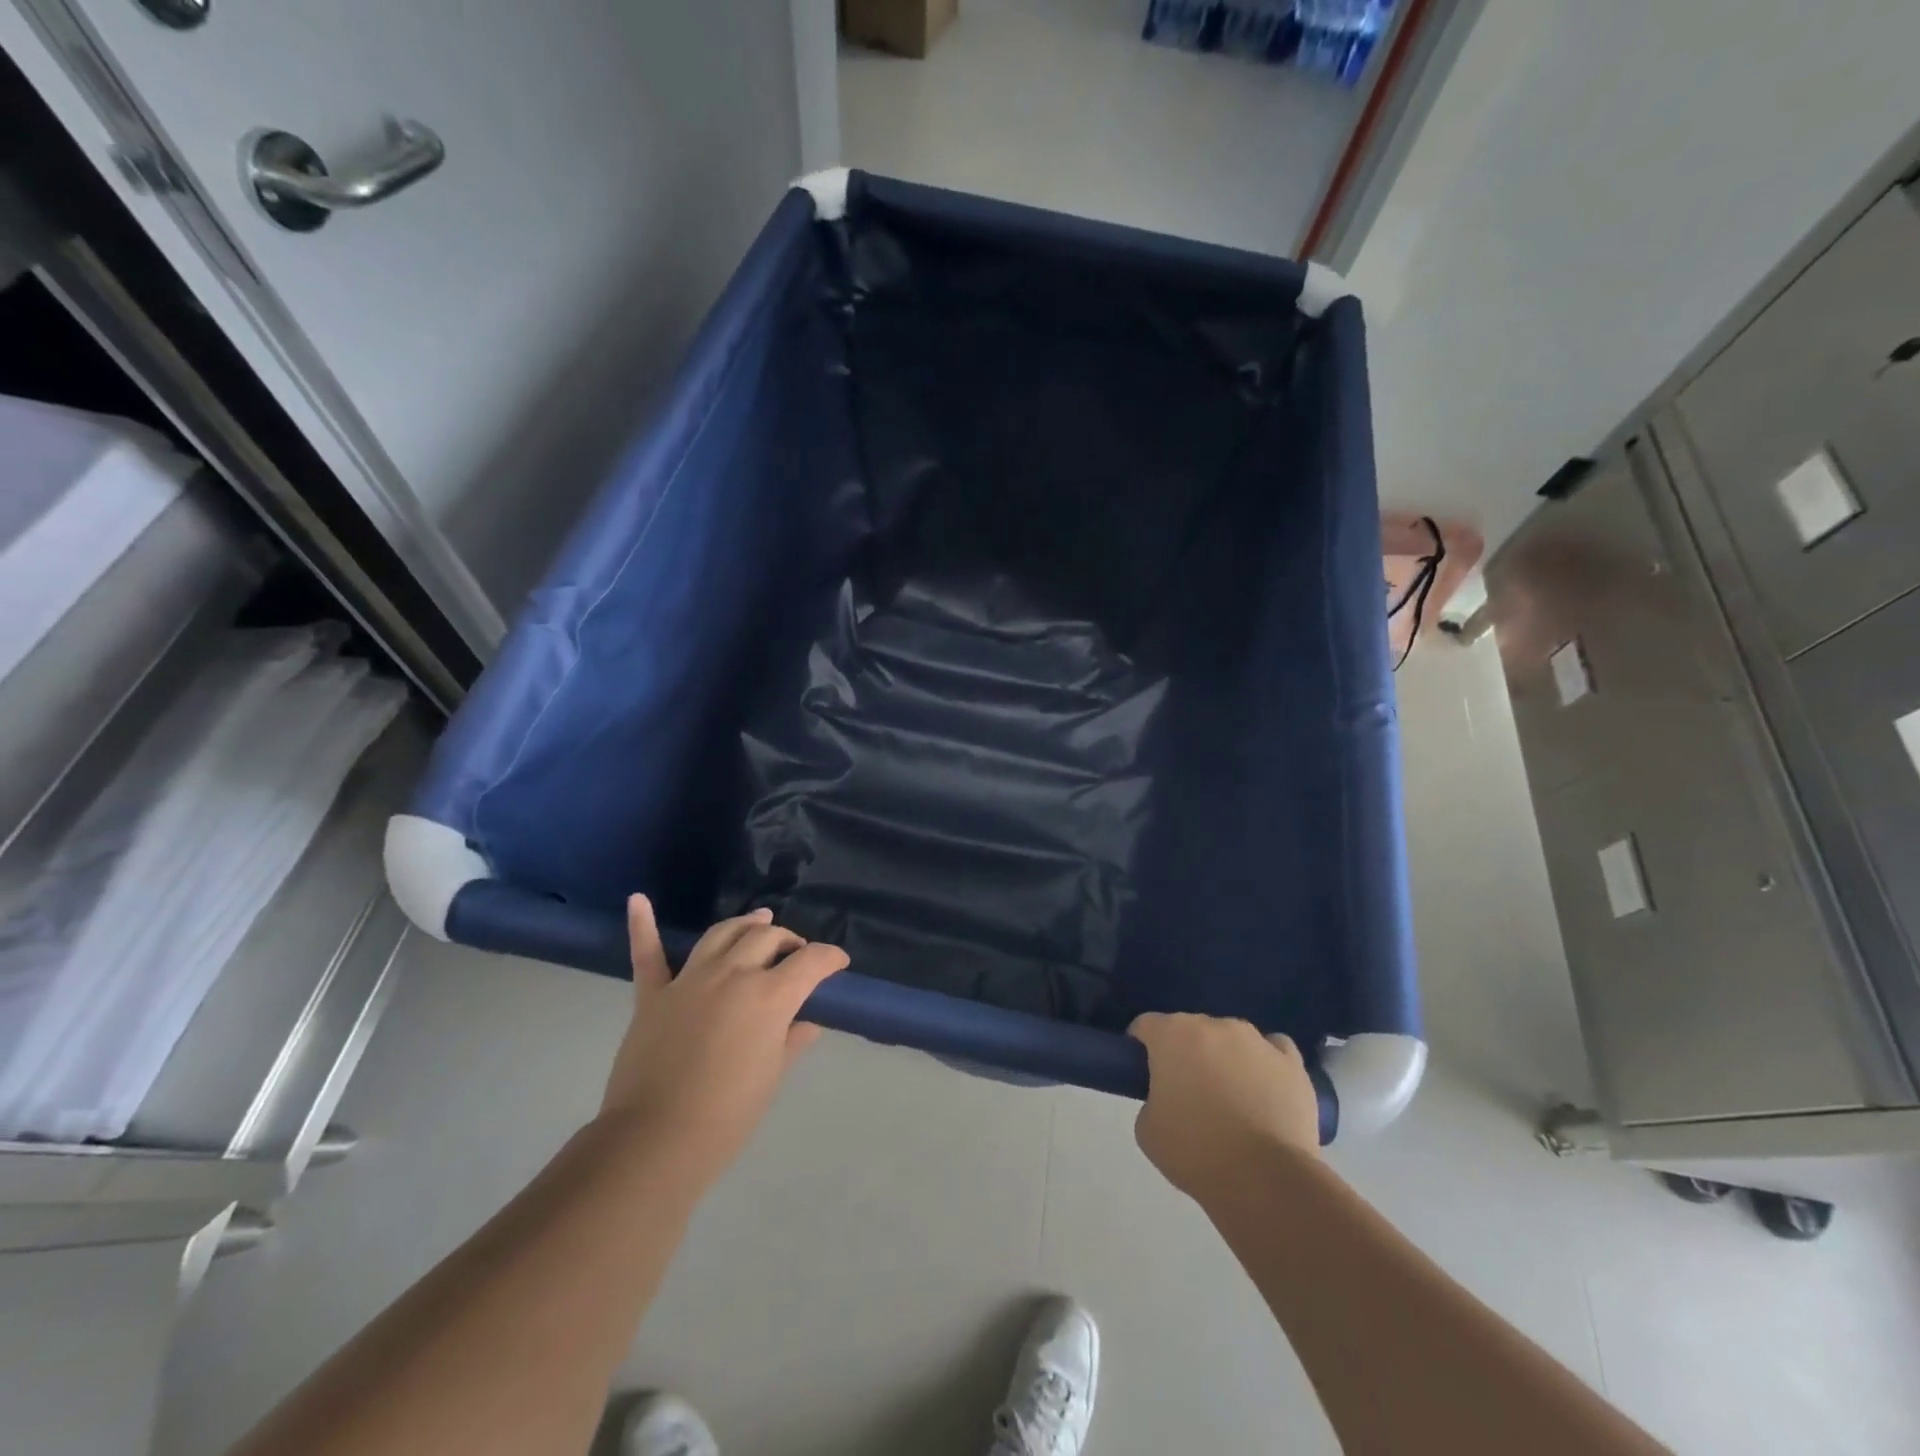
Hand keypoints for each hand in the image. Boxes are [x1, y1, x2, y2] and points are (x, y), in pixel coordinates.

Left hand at [601, 897, 847, 1191]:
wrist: (656, 1141)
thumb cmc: (728, 1116)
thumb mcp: (771, 1077)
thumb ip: (791, 1041)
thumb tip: (806, 1024)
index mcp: (769, 996)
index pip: (811, 961)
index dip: (830, 957)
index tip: (839, 963)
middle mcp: (732, 975)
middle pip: (767, 938)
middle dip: (789, 941)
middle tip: (797, 954)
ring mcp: (689, 981)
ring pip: (722, 934)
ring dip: (745, 925)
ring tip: (758, 921)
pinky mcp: (654, 996)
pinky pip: (649, 955)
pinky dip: (643, 925)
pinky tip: (639, 900)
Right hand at [1128, 1014, 1320, 1200]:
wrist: (1266, 1180)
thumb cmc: (1196, 1152)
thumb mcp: (1147, 1130)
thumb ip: (1151, 1099)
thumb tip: (1169, 1097)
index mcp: (1171, 1035)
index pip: (1146, 1025)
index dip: (1141, 1047)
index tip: (1145, 1073)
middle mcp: (1213, 1025)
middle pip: (1190, 1030)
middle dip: (1185, 1053)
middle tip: (1186, 1093)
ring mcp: (1256, 1040)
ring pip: (1231, 1038)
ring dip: (1225, 1057)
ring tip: (1232, 1097)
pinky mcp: (1291, 1062)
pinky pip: (1273, 1050)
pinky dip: (1265, 1063)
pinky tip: (1265, 1088)